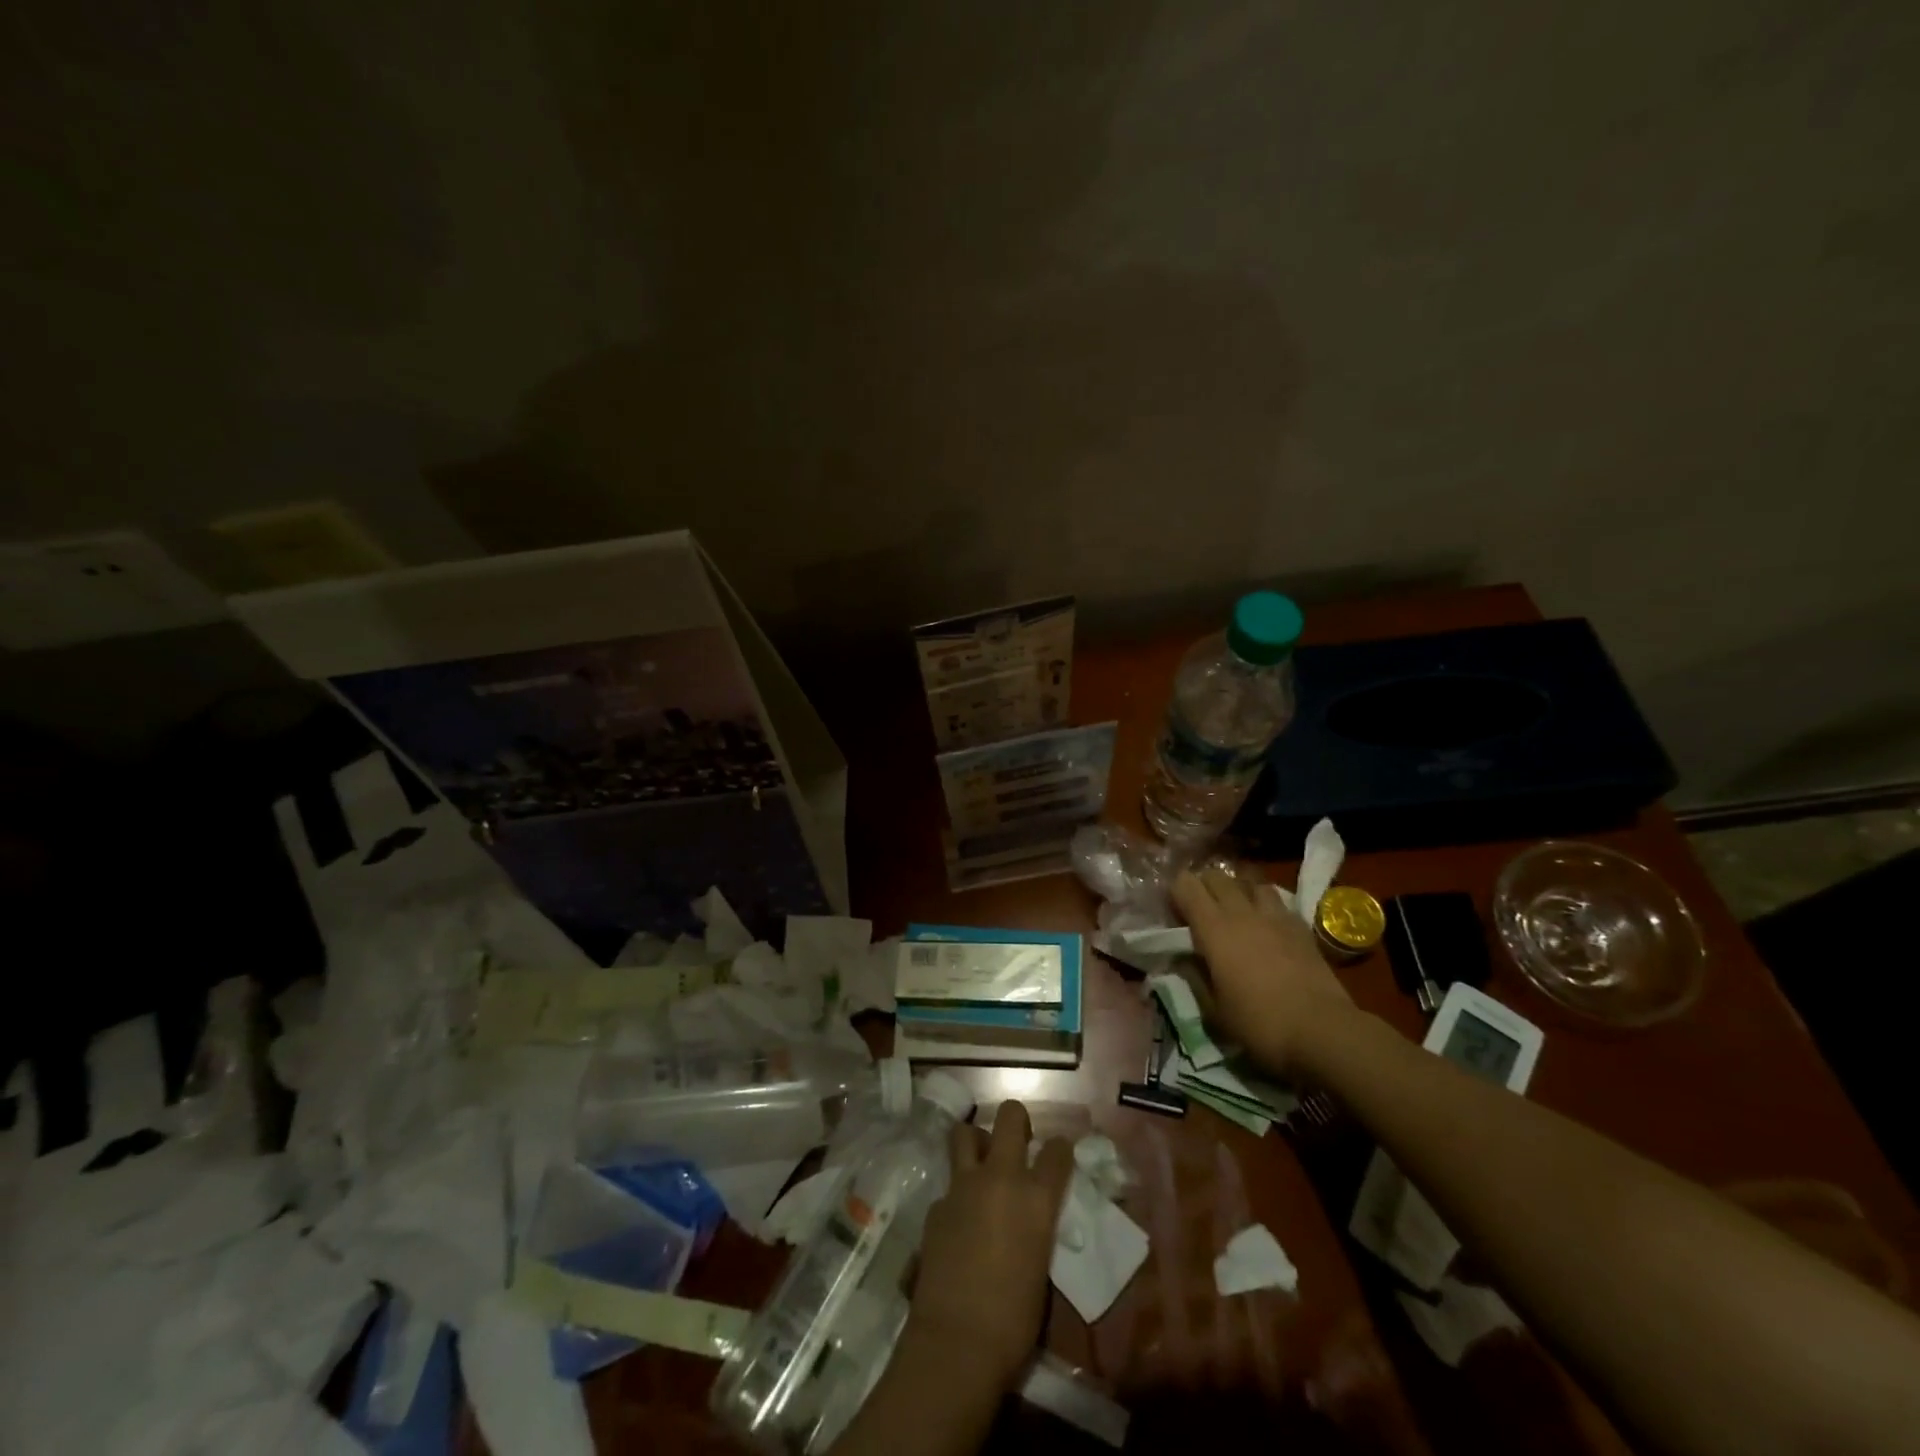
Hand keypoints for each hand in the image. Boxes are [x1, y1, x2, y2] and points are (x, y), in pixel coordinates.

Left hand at [909, 1100, 1073, 1388]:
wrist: (957, 1341)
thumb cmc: (1014, 1320)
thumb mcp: (1041, 1266)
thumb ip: (1036, 1227)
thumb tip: (1029, 1218)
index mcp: (1036, 1198)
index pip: (1057, 1151)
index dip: (1060, 1149)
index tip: (1058, 1155)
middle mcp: (1000, 1178)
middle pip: (1009, 1116)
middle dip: (1016, 1120)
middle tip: (1018, 1140)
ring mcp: (963, 1186)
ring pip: (965, 1133)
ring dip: (976, 1142)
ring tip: (981, 1163)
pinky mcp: (936, 1204)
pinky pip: (949, 1184)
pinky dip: (957, 1194)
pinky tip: (958, 1221)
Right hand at [1172, 865, 1352, 1074]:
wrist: (1323, 1031)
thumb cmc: (1259, 1023)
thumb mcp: (1214, 1011)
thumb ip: (1195, 978)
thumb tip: (1183, 960)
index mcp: (1213, 928)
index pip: (1186, 886)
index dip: (1176, 891)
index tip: (1173, 911)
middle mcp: (1242, 912)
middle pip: (1217, 876)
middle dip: (1204, 885)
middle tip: (1200, 909)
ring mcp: (1275, 916)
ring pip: (1251, 882)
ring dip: (1238, 891)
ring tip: (1236, 910)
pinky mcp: (1301, 927)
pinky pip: (1278, 902)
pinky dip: (1266, 906)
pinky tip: (1267, 926)